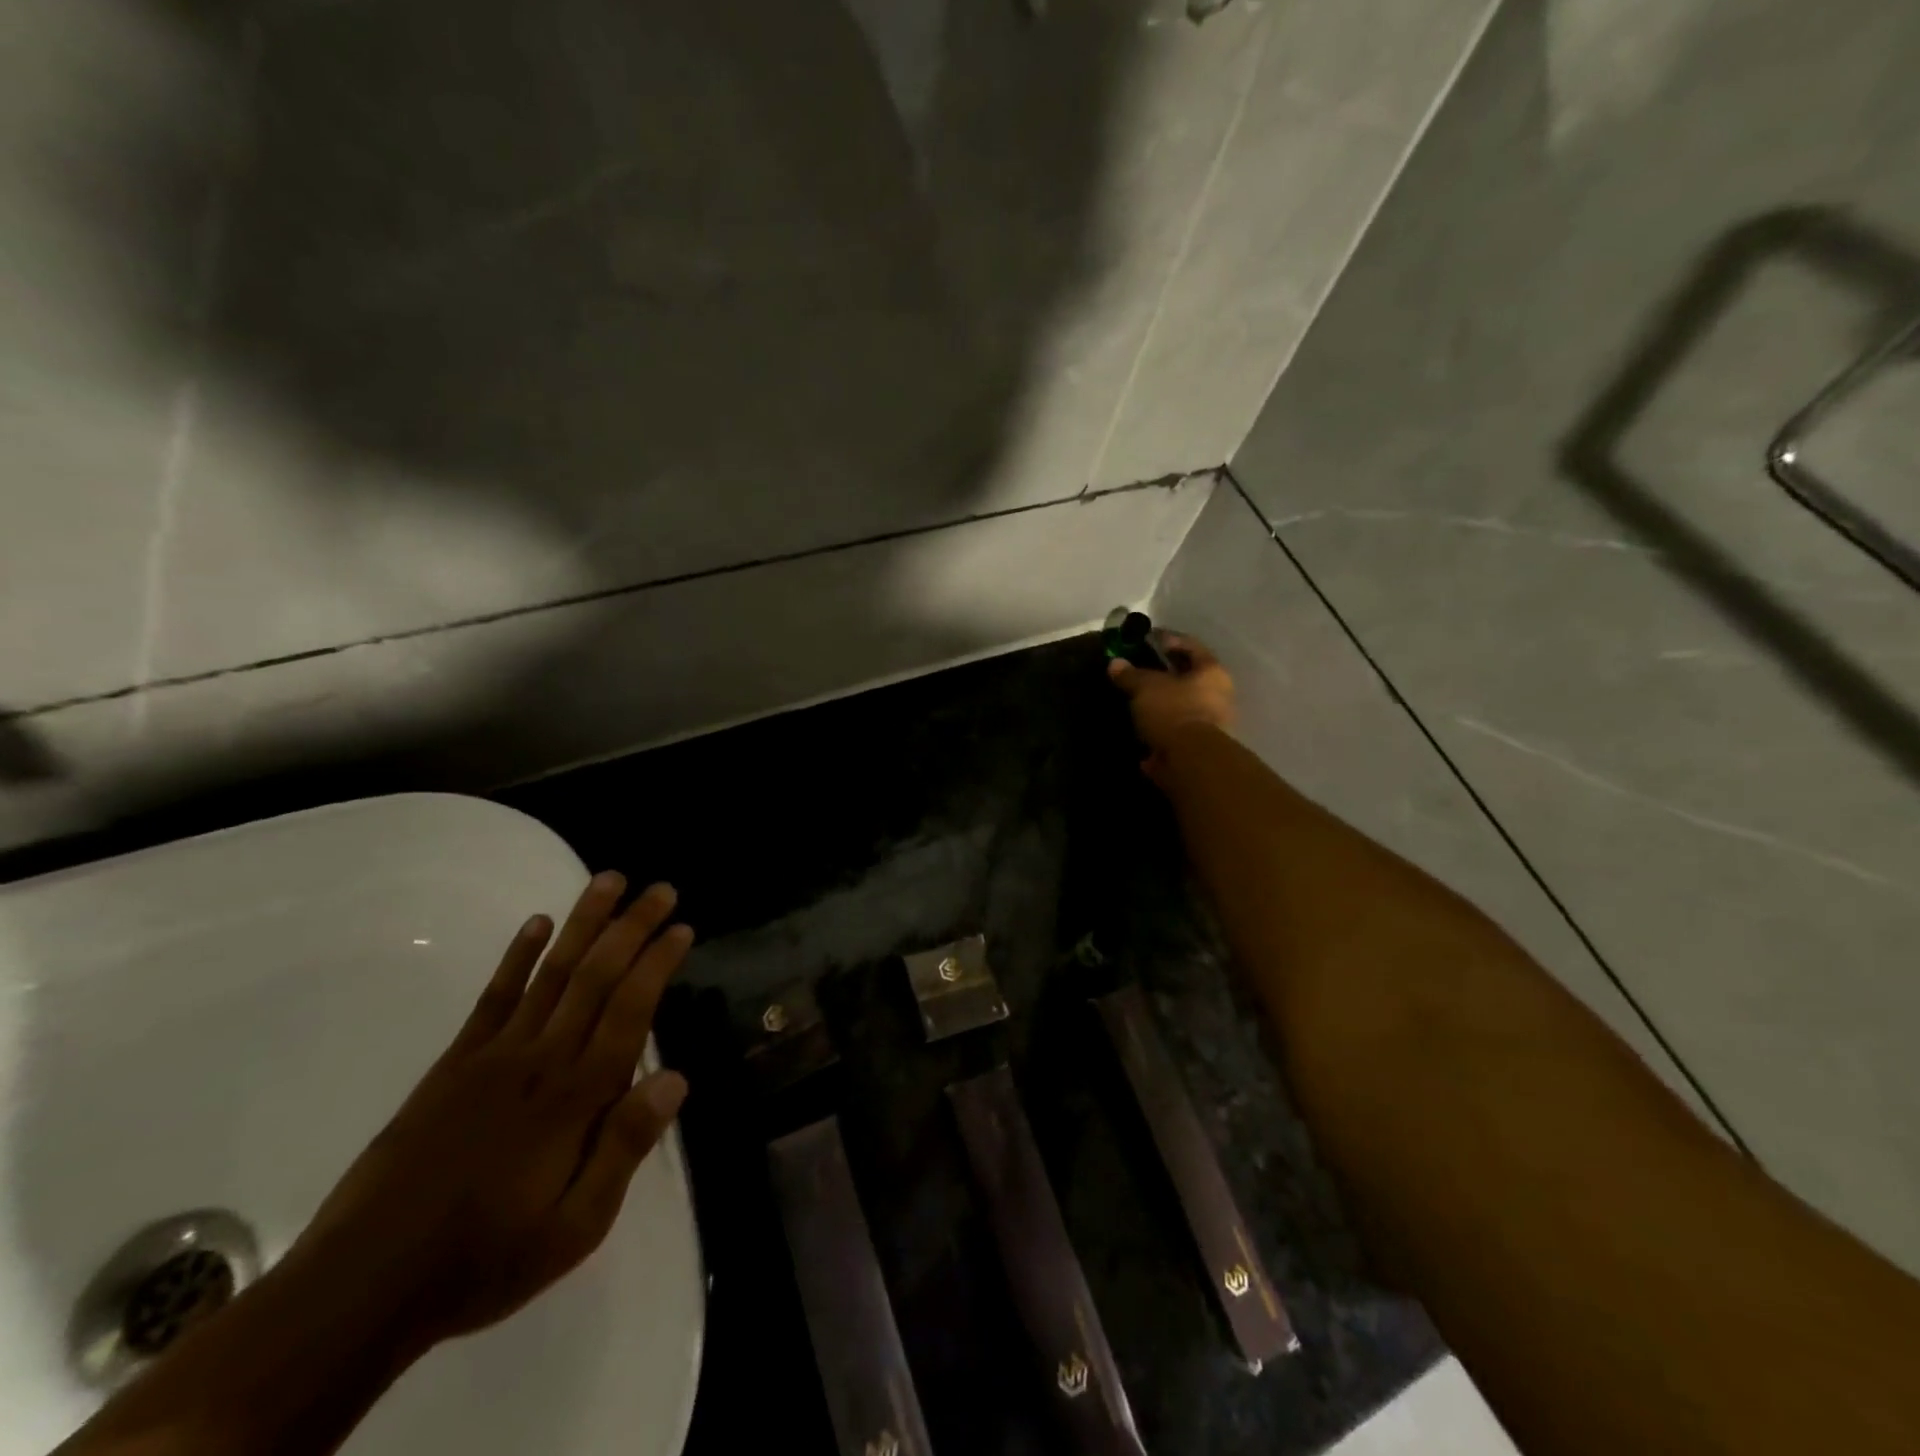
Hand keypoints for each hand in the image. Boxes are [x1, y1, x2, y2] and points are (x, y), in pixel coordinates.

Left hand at [288, 872, 692, 1355]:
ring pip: (550, 972)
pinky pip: (492, 997)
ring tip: (609, 881)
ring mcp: (493, 1056)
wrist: (362, 1287)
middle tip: (661, 888)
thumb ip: (624, 1148)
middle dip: (631, 926)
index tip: (682, 927)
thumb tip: (675, 1079)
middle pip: (595, 976)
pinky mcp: (453, 1064)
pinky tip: (537, 924)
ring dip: (583, 923)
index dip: (658, 963)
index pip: (629, 1010)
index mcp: (575, 1098)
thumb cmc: (485, 1260)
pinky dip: (517, 955)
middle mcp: (540, 1060)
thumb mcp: (575, 1228)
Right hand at [1107, 632, 1236, 780]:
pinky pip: (1175, 729)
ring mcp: (1211, 723)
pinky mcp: (1198, 747)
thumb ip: (1130, 674)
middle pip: (1188, 677)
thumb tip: (1115, 663)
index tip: (1147, 639)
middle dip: (1164, 673)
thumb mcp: (1145, 687)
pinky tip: (1139, 725)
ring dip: (1162, 702)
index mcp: (1211, 672)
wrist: (1191, 761)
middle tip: (1139, 669)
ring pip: (1182, 704)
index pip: (1191, 645)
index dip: (1168, 639)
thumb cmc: (1173, 711)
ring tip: (1136, 699)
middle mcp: (1218, 694)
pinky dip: (1159, 727)